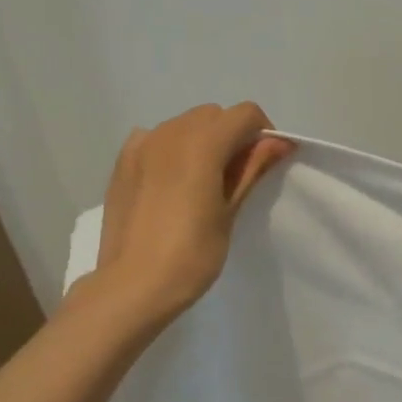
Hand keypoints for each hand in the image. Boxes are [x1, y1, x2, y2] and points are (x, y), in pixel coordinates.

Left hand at [89, 103, 292, 329]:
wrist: (133, 286)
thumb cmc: (192, 254)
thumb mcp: (230, 211)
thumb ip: (252, 168)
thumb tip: (278, 142)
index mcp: (202, 143)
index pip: (245, 114)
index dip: (264, 132)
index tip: (267, 162)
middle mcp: (169, 133)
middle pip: (214, 115)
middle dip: (233, 135)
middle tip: (239, 176)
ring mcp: (141, 146)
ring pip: (184, 124)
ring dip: (204, 140)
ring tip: (206, 181)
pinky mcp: (122, 163)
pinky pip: (155, 139)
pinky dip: (173, 148)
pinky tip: (173, 180)